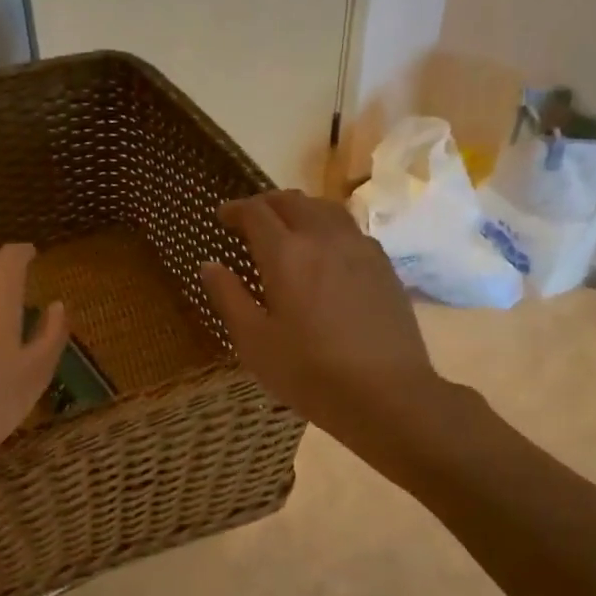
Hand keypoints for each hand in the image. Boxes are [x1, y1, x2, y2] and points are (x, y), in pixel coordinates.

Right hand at [199, 191, 444, 446]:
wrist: (386, 393)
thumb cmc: (309, 372)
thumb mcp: (254, 342)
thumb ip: (228, 298)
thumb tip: (209, 265)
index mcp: (286, 254)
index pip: (256, 213)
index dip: (236, 209)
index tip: (223, 216)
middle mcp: (324, 239)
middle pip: (293, 201)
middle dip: (267, 203)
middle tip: (251, 218)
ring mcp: (360, 249)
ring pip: (327, 209)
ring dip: (301, 209)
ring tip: (289, 226)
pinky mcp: (384, 267)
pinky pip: (351, 230)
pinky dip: (329, 227)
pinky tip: (327, 251)